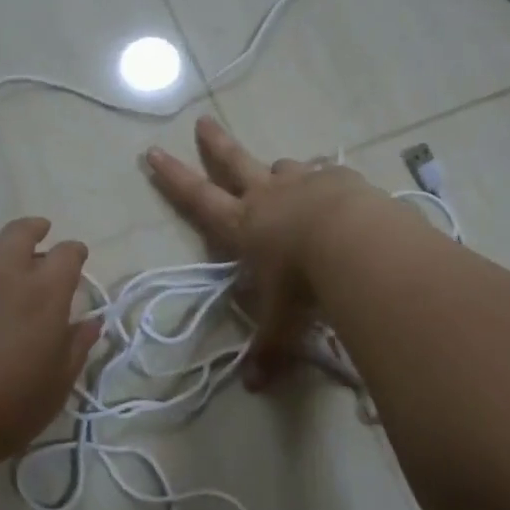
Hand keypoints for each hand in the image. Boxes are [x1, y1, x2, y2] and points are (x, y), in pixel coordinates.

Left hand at [0, 218, 101, 472]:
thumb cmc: (7, 408)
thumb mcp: (56, 385)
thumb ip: (77, 347)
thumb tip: (93, 322)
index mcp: (45, 294)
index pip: (67, 254)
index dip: (75, 253)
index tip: (78, 258)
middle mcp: (6, 275)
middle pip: (21, 232)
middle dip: (36, 229)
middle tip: (42, 234)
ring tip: (2, 256)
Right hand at [145, 117, 385, 388]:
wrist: (357, 243)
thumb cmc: (305, 283)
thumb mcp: (283, 321)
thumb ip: (270, 349)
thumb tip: (255, 387)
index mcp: (244, 226)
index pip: (198, 198)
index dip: (173, 178)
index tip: (153, 152)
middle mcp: (268, 197)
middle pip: (235, 163)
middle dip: (215, 145)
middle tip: (202, 122)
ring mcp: (304, 182)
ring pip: (283, 168)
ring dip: (277, 171)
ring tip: (280, 173)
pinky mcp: (339, 179)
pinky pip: (325, 175)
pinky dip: (323, 182)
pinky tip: (334, 192)